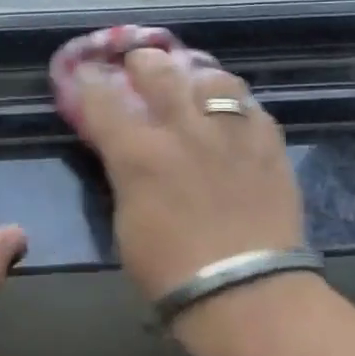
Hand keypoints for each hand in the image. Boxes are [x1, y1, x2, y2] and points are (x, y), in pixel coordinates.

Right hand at [73, 48, 303, 297]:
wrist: (247, 293)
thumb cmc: (171, 271)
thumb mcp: (126, 222)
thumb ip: (124, 174)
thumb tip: (121, 149)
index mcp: (139, 153)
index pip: (103, 100)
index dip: (89, 82)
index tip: (85, 72)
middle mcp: (184, 129)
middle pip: (158, 71)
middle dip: (143, 62)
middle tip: (140, 64)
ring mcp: (231, 131)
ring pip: (212, 77)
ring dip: (196, 75)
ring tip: (194, 82)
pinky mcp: (269, 143)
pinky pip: (251, 106)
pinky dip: (236, 104)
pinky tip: (233, 115)